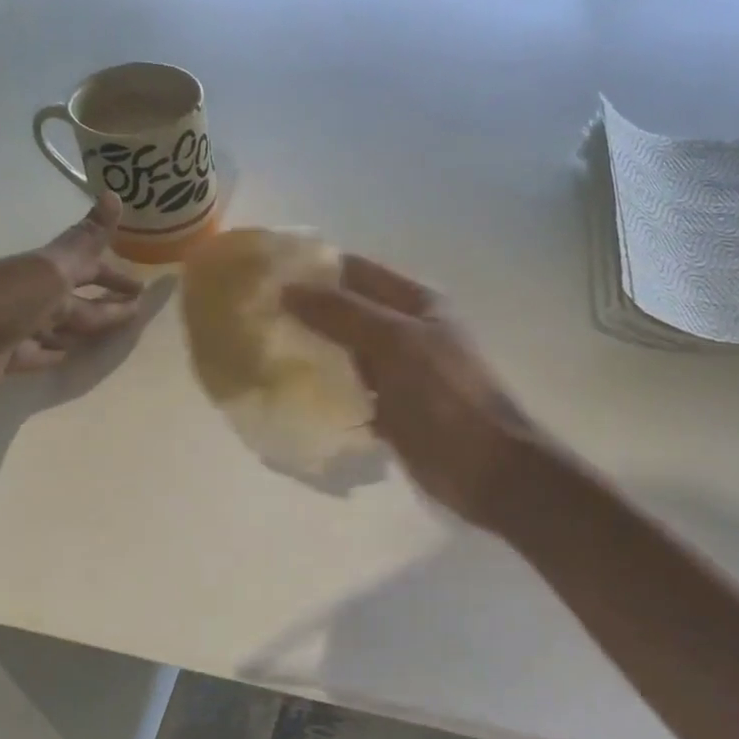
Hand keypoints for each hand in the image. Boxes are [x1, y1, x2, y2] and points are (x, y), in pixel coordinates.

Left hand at [0, 191, 143, 399]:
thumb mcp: (46, 271)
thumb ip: (83, 242)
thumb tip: (114, 195)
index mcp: (44, 273)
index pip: (88, 267)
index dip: (114, 274)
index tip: (142, 285)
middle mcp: (32, 296)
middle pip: (78, 300)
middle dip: (106, 301)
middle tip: (137, 310)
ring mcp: (17, 328)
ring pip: (61, 327)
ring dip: (84, 329)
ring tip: (111, 335)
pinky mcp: (4, 358)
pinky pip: (39, 354)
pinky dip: (56, 353)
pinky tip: (69, 356)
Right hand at [283, 256, 539, 527]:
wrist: (483, 468)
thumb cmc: (444, 395)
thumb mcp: (395, 342)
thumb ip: (342, 313)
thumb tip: (287, 289)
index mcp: (415, 303)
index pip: (356, 272)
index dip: (315, 270)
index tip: (266, 277)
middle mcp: (405, 332)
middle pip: (347, 313)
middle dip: (305, 314)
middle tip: (254, 320)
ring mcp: (398, 374)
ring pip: (345, 354)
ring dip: (311, 354)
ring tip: (261, 353)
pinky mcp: (390, 411)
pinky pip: (350, 392)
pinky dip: (324, 392)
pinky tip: (289, 395)